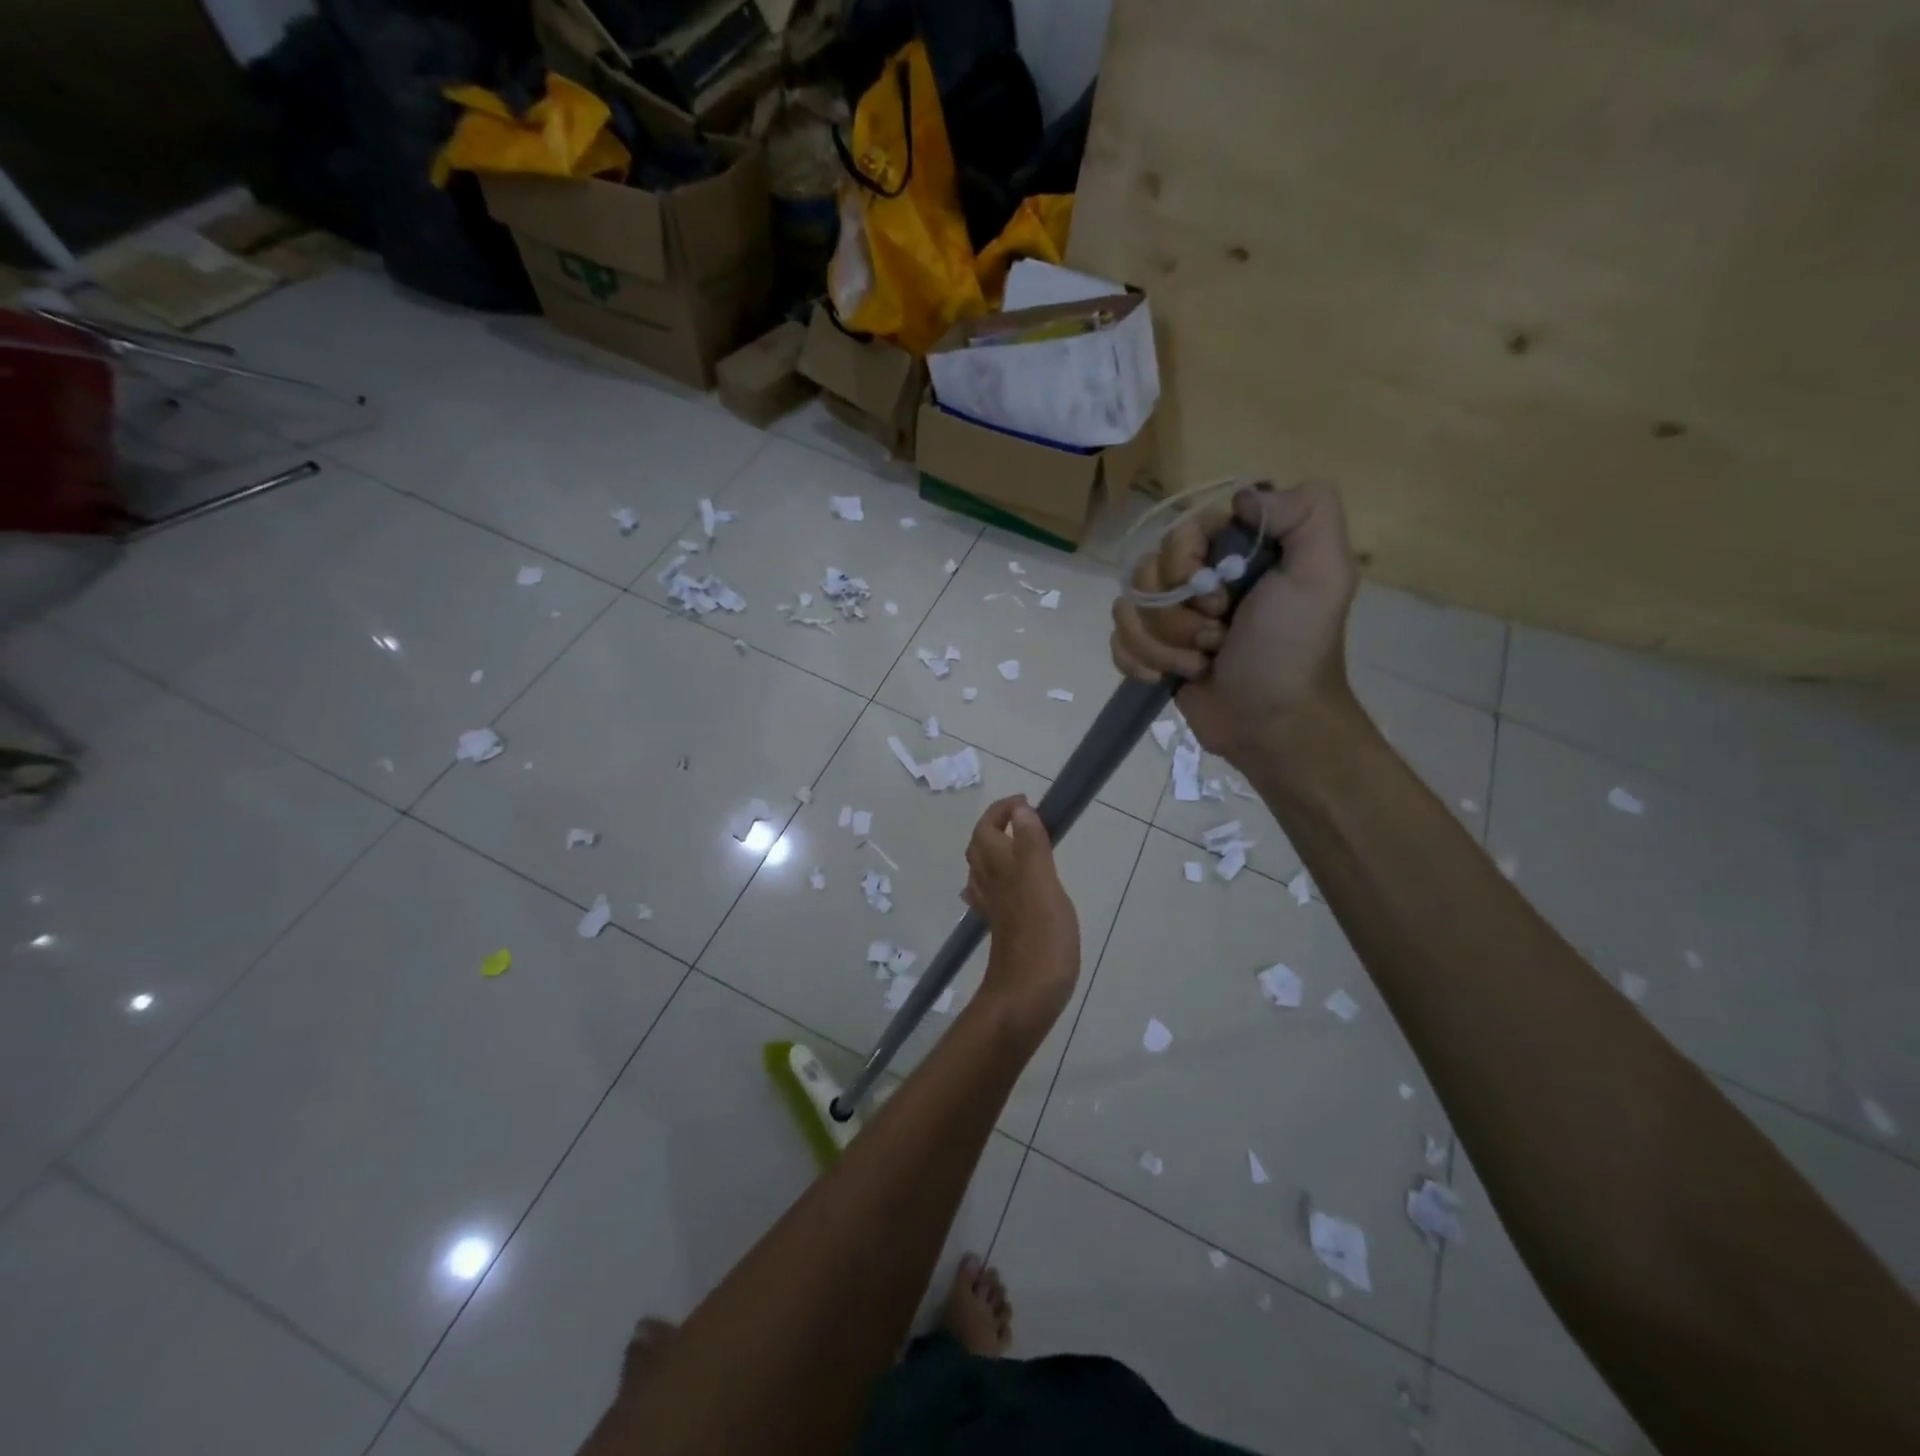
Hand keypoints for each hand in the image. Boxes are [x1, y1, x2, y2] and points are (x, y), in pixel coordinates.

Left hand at [962, 795, 1079, 1041]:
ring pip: (982, 871)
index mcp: (1001, 870)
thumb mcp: (1043, 886)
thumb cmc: (1040, 939)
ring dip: (994, 851)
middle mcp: (991, 886)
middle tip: (1024, 819)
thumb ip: (1032, 847)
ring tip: (1018, 845)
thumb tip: (1020, 811)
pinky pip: (991, 896)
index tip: (1026, 803)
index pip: (987, 830)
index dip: (1001, 812)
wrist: (1025, 999)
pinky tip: (1005, 889)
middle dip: (994, 827)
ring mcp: (994, 910)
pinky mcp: (1003, 931)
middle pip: (979, 848)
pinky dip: (997, 881)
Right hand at [1111, 481, 1359, 766]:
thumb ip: (1305, 512)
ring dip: (1164, 645)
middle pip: (1146, 574)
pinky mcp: (1154, 652)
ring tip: (1202, 664)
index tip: (1221, 600)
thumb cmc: (1293, 650)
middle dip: (1179, 616)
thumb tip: (1244, 497)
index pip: (1178, 534)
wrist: (1272, 724)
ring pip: (1128, 610)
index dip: (1184, 567)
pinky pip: (1118, 642)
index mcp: (1234, 553)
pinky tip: (1166, 678)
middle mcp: (1200, 579)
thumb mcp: (1322, 573)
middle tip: (1218, 638)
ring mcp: (1173, 618)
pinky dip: (1139, 663)